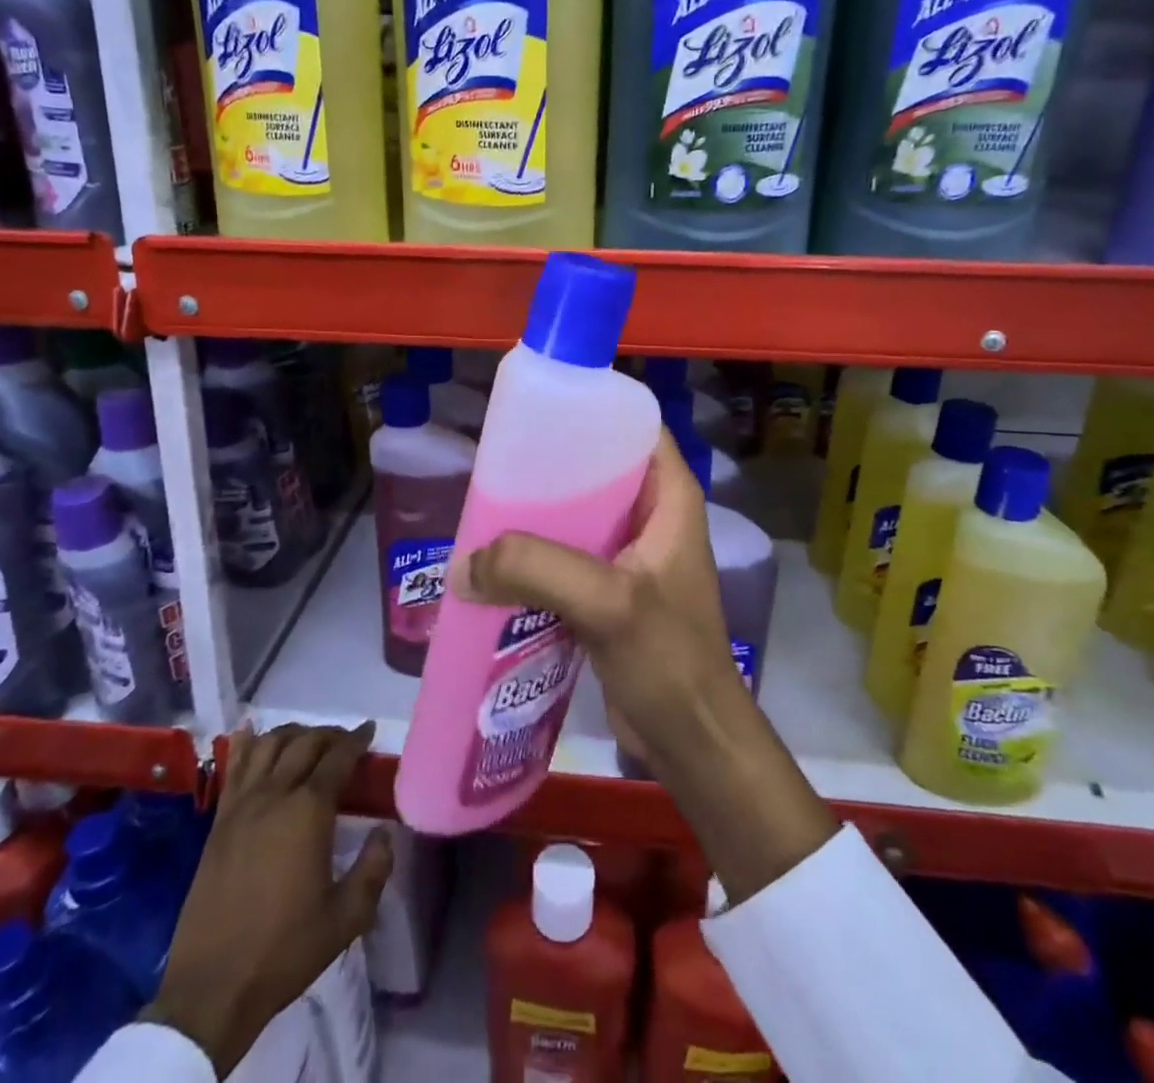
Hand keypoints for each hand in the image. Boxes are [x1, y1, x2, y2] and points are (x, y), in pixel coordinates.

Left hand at [149, 722, 392, 1072]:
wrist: (212, 988)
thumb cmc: (284, 951)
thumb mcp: (346, 918)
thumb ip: (374, 869)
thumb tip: (384, 832)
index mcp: (309, 811)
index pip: (338, 758)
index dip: (357, 739)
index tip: (369, 731)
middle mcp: (275, 795)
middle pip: (305, 743)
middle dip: (329, 734)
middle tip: (345, 741)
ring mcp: (241, 805)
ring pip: (269, 745)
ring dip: (293, 733)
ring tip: (308, 738)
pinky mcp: (218, 822)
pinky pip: (234, 767)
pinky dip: (247, 743)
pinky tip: (253, 732)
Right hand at [462, 431, 835, 903]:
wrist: (691, 741)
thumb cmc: (669, 661)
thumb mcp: (608, 604)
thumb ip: (538, 569)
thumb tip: (462, 564)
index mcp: (669, 496)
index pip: (632, 426)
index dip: (589, 410)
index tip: (534, 412)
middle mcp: (651, 515)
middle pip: (595, 468)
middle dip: (547, 466)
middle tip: (494, 466)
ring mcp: (629, 554)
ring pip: (576, 514)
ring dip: (535, 515)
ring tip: (485, 510)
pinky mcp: (609, 591)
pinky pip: (565, 556)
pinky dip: (535, 556)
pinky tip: (496, 561)